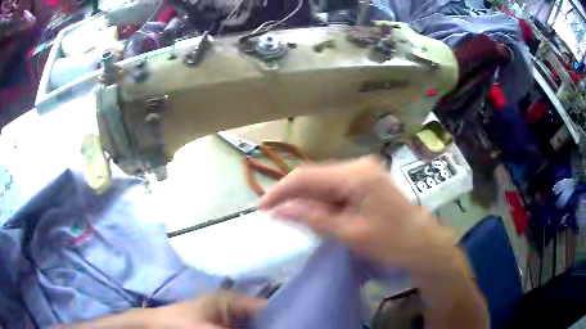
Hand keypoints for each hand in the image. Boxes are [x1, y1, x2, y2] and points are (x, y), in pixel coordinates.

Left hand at [63, 292, 264, 328]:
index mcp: (230, 300)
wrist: (154, 326)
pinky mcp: (219, 327)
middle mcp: (231, 307)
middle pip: (260, 319)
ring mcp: (225, 318)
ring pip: (250, 327)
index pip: (265, 307)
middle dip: (272, 327)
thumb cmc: (179, 323)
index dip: (281, 317)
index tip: (295, 326)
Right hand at [259, 156, 487, 328]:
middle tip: (272, 213)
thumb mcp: (349, 233)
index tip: (261, 208)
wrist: (424, 246)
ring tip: (287, 215)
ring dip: (306, 198)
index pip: (307, 175)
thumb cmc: (391, 242)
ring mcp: (364, 172)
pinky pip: (336, 188)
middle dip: (292, 194)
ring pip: (324, 182)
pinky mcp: (367, 182)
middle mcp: (359, 165)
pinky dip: (321, 201)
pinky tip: (313, 213)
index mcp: (355, 174)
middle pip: (315, 176)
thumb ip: (313, 217)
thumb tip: (280, 210)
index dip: (281, 191)